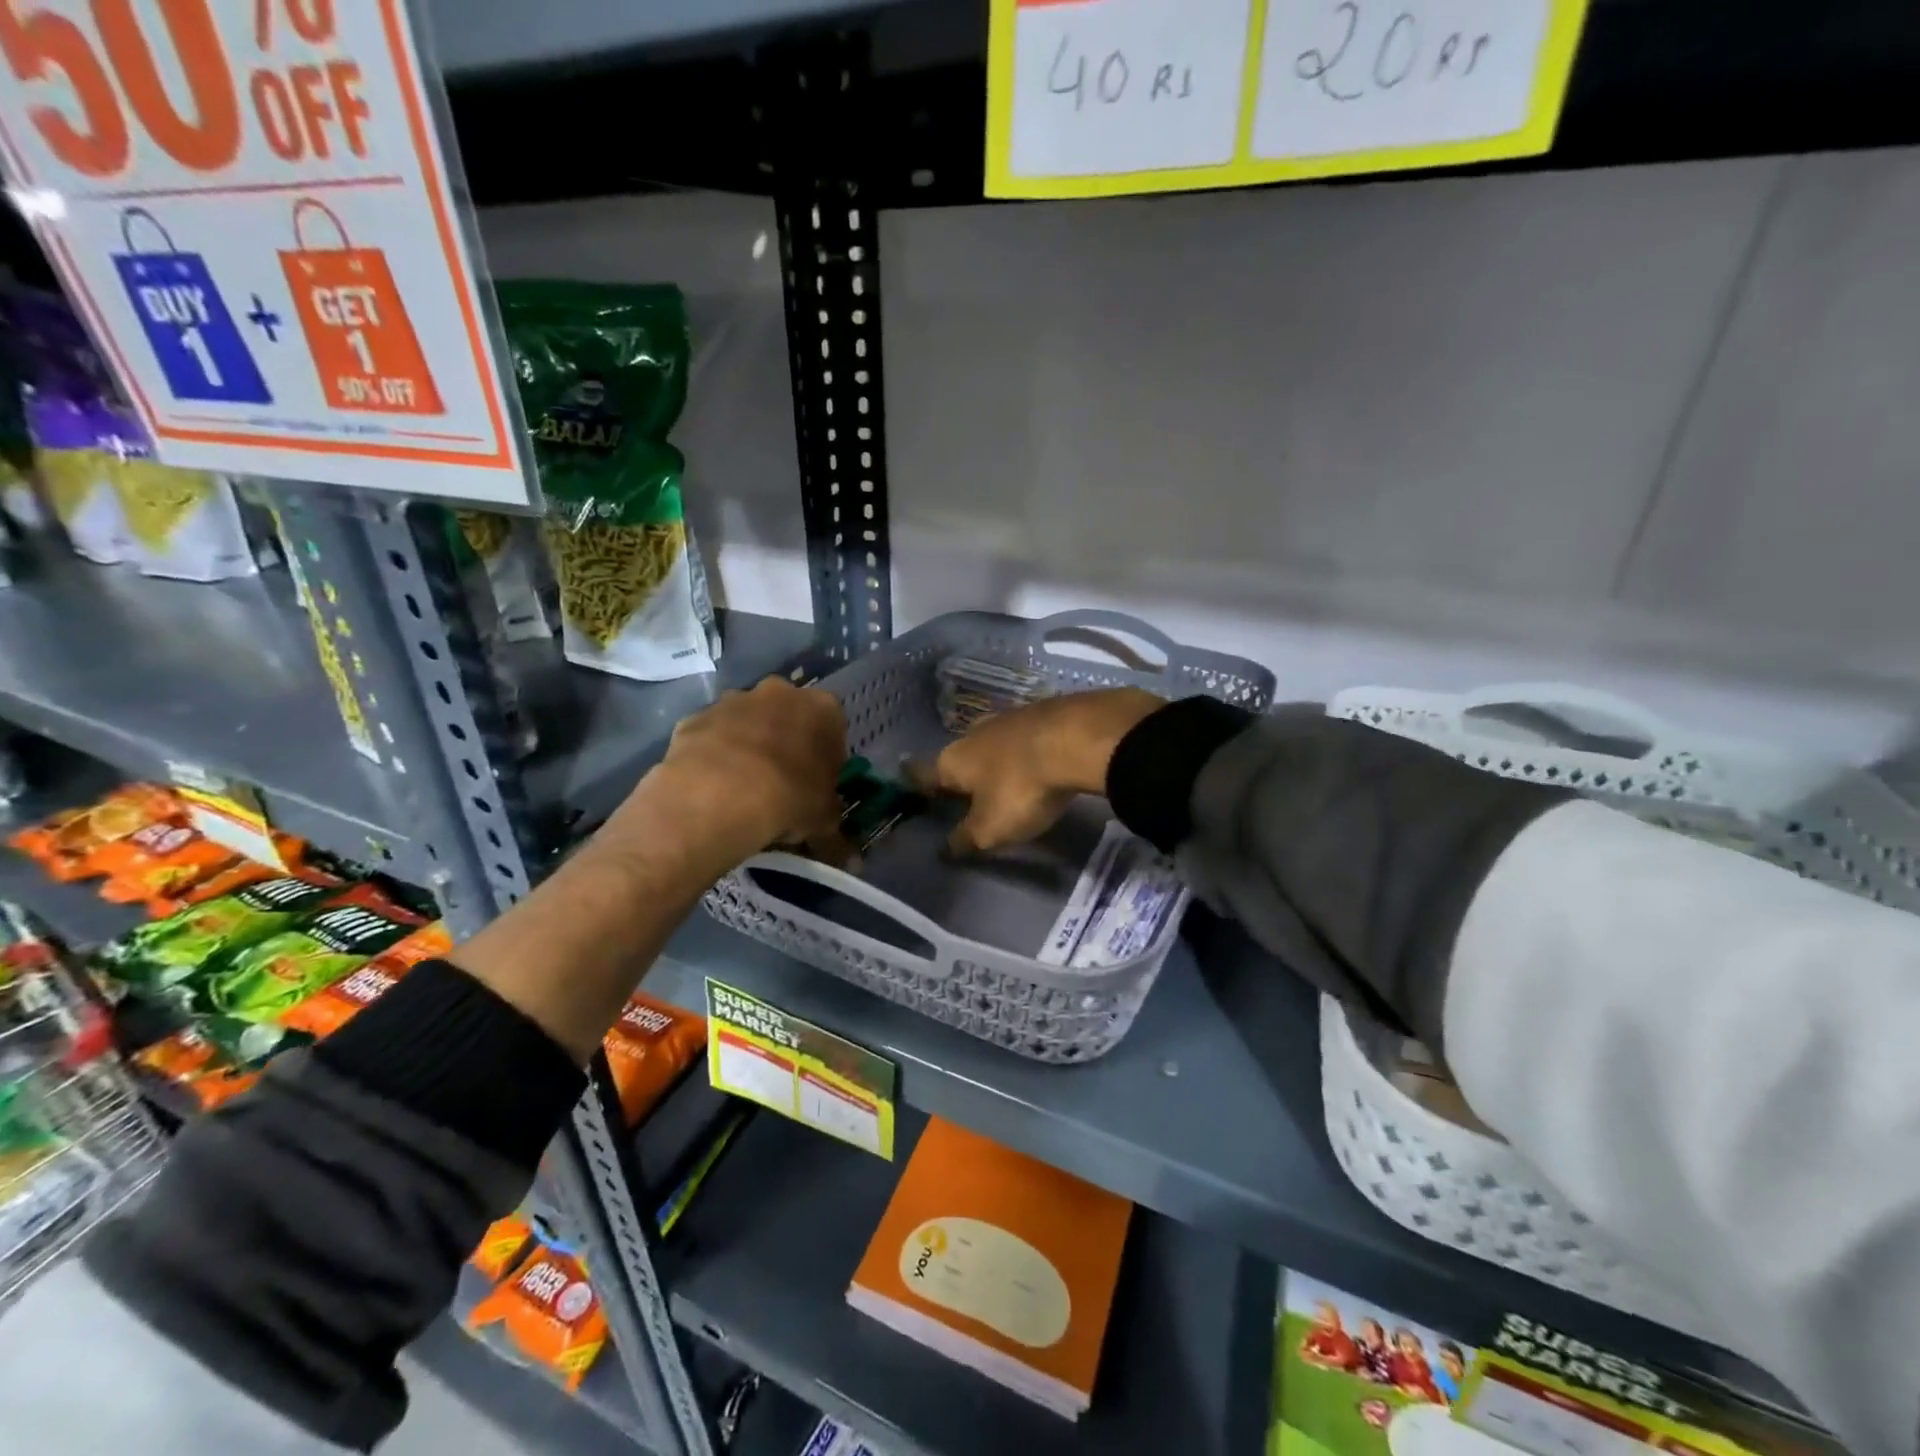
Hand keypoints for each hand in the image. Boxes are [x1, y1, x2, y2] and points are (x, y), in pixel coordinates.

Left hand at [607, 677, 848, 867]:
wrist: (716, 796)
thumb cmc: (788, 799)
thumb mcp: (823, 823)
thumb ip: (836, 833)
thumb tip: (849, 860)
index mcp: (822, 709)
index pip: (833, 729)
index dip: (827, 759)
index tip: (818, 786)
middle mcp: (780, 694)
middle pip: (789, 718)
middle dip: (787, 744)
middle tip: (783, 784)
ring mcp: (733, 701)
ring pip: (747, 723)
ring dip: (749, 747)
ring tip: (743, 790)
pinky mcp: (695, 717)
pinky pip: (711, 737)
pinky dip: (714, 756)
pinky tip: (712, 788)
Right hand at [915, 688, 1161, 852]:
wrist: (1079, 739)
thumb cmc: (1022, 788)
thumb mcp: (990, 829)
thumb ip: (965, 839)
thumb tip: (944, 850)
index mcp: (952, 760)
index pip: (923, 774)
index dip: (914, 783)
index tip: (906, 783)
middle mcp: (973, 734)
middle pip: (958, 757)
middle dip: (958, 774)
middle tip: (961, 792)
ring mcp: (1008, 718)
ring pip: (991, 744)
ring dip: (992, 761)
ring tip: (998, 778)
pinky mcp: (1041, 713)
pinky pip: (1022, 737)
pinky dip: (1022, 751)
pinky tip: (1033, 761)